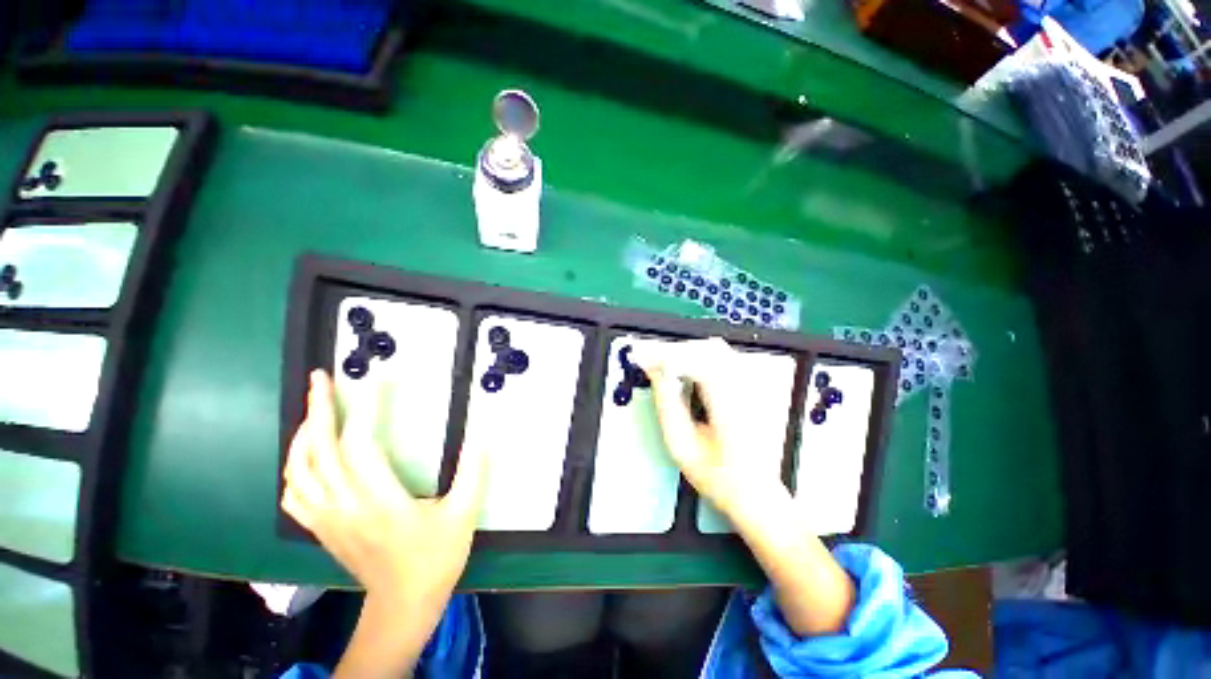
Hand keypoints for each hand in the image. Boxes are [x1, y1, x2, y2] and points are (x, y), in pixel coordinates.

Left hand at [281, 370, 485, 608]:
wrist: (403, 603)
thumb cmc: (436, 557)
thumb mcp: (464, 514)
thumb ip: (474, 470)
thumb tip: (482, 433)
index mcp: (380, 502)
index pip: (360, 446)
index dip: (363, 410)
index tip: (374, 381)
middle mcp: (345, 507)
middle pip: (320, 451)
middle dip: (319, 409)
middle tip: (322, 378)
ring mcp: (327, 519)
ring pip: (298, 470)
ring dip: (302, 434)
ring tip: (315, 408)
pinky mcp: (322, 528)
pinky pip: (294, 494)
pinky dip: (294, 468)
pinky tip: (307, 456)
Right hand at [641, 341, 854, 635]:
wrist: (757, 493)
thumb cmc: (718, 477)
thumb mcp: (682, 447)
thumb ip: (667, 406)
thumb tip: (656, 374)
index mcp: (730, 408)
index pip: (697, 363)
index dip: (666, 355)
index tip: (642, 356)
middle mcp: (746, 390)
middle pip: (707, 349)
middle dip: (673, 351)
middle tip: (649, 361)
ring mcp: (752, 386)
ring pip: (715, 349)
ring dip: (685, 352)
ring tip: (663, 364)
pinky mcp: (750, 386)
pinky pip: (722, 357)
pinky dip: (698, 356)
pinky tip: (685, 369)